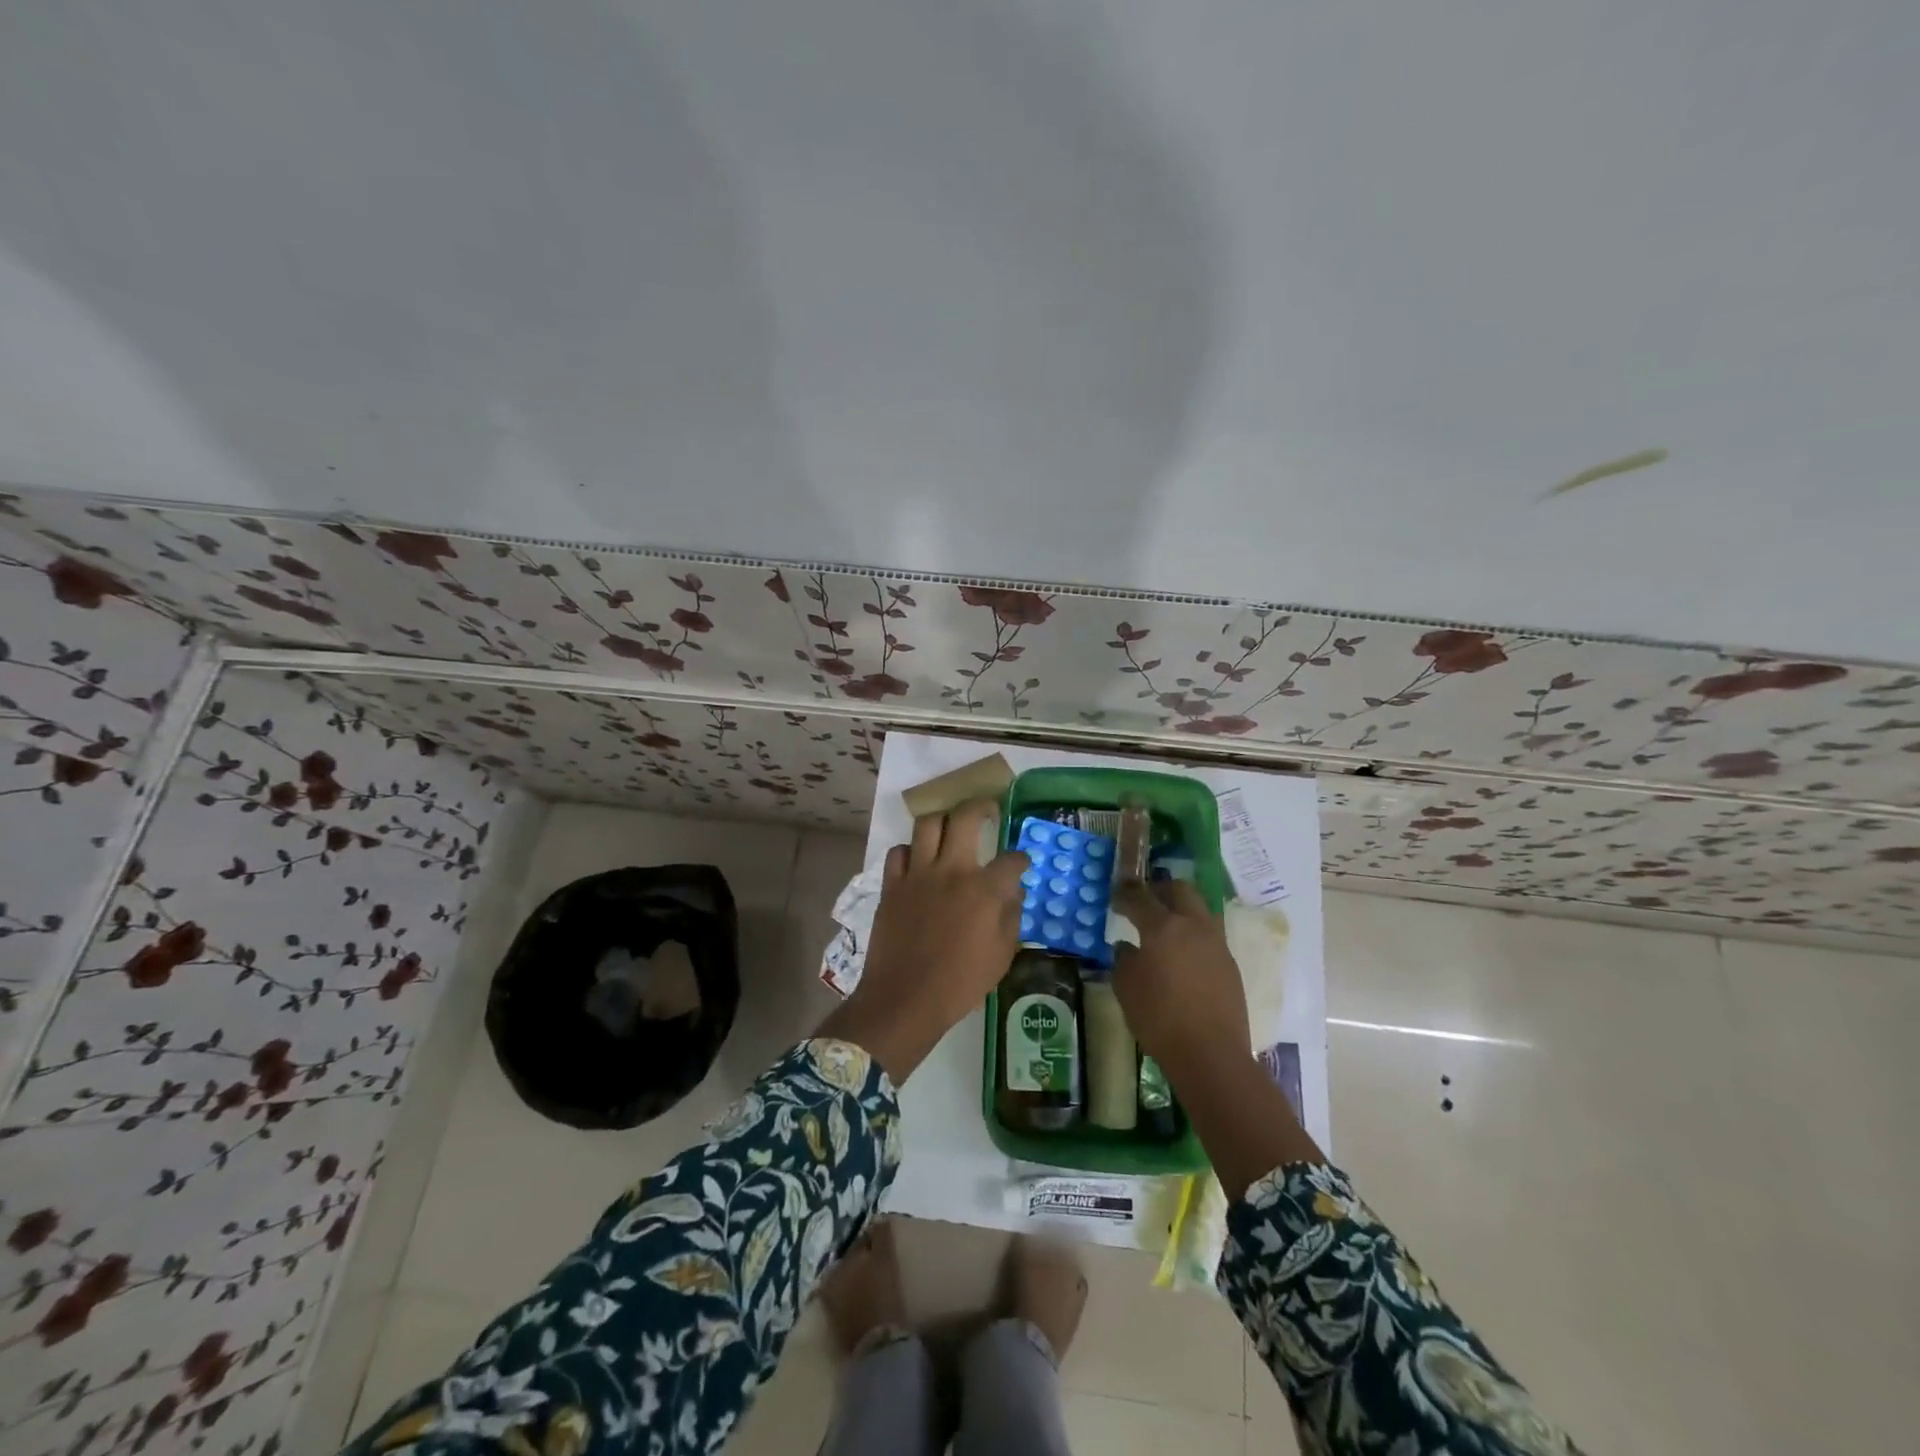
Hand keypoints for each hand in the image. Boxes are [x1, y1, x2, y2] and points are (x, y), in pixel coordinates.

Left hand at [818, 800, 1027, 1081]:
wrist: (905, 998)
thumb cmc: (960, 983)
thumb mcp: (1001, 956)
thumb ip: (1011, 917)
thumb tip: (1014, 891)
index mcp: (983, 890)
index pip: (1011, 859)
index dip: (1020, 858)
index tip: (1020, 862)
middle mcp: (951, 870)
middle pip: (965, 817)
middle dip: (981, 806)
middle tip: (988, 810)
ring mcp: (918, 874)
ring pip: (928, 824)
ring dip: (943, 820)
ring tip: (950, 827)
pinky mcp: (892, 884)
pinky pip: (899, 851)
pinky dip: (910, 850)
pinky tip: (918, 860)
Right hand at [1112, 881, 1321, 1196]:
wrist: (1211, 1054)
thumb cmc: (1159, 1018)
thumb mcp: (1126, 988)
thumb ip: (1124, 959)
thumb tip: (1127, 946)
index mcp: (1163, 927)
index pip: (1140, 897)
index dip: (1124, 894)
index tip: (1115, 895)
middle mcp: (1193, 925)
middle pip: (1180, 889)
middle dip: (1160, 888)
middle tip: (1145, 898)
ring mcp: (1216, 943)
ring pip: (1199, 909)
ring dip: (1181, 909)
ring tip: (1165, 925)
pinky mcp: (1229, 963)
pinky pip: (1208, 934)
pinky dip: (1192, 933)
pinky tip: (1181, 954)